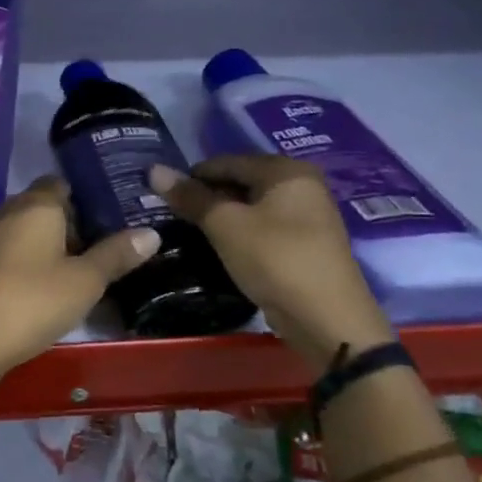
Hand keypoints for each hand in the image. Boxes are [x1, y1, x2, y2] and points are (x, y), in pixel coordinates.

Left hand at [0, 176, 159, 377]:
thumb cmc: (32, 301)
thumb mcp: (85, 281)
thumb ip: (116, 254)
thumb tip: (152, 233)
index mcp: (35, 205)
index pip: (61, 183)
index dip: (87, 197)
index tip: (113, 216)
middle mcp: (7, 212)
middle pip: (44, 207)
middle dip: (72, 223)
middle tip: (106, 247)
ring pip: (26, 230)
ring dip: (51, 245)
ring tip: (82, 270)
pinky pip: (11, 250)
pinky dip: (30, 260)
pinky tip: (47, 286)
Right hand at [149, 157, 393, 372]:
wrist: (327, 320)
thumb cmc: (275, 260)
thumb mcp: (225, 225)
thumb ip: (191, 197)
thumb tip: (154, 170)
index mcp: (286, 170)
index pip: (226, 162)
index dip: (192, 177)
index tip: (163, 197)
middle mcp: (302, 185)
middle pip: (241, 181)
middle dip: (207, 197)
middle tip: (175, 217)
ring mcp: (308, 215)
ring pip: (252, 206)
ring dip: (223, 217)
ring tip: (193, 233)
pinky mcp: (306, 243)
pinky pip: (264, 227)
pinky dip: (241, 232)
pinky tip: (222, 248)